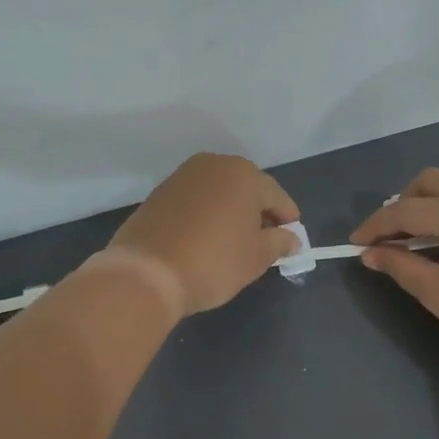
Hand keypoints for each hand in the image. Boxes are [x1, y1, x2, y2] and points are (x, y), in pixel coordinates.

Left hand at [108, 153, 300, 319]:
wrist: (146, 273)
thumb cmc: (213, 262)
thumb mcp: (256, 257)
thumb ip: (280, 242)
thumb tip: (291, 238)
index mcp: (243, 173)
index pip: (276, 196)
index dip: (288, 219)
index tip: (292, 240)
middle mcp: (213, 165)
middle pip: (246, 189)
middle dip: (258, 213)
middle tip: (264, 243)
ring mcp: (182, 177)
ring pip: (219, 193)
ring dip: (230, 213)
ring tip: (234, 243)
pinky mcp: (159, 193)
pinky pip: (195, 202)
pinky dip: (206, 216)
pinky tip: (206, 240)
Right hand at [351, 168, 438, 364]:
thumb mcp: (438, 293)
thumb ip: (400, 266)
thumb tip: (370, 253)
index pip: (405, 210)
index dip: (375, 226)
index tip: (356, 243)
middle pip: (431, 181)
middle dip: (404, 202)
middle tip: (391, 235)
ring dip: (431, 204)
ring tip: (420, 238)